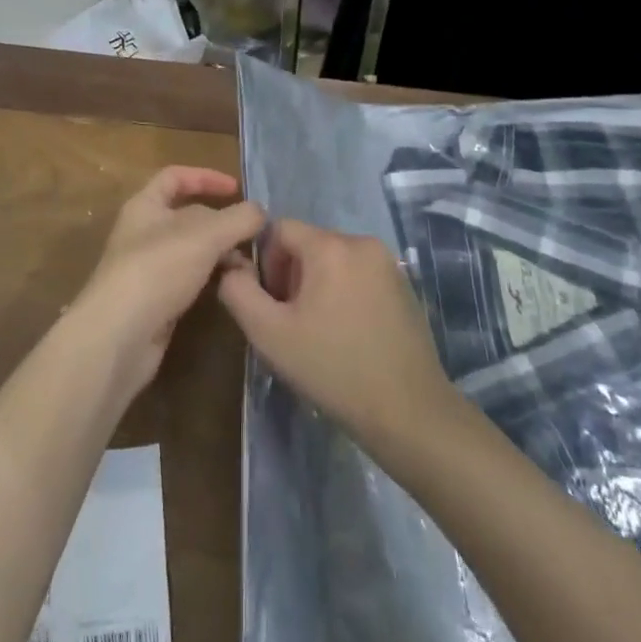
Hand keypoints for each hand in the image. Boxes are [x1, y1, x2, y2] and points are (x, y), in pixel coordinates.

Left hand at [71, 166, 262, 399]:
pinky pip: (190, 279)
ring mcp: (149, 268)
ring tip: (251, 264)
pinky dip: (212, 277)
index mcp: (145, 205)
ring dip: (221, 252)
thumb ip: (237, 218)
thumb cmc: (157, 269)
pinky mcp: (157, 301)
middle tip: (254, 233)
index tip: (237, 189)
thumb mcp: (204, 235)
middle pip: (188, 215)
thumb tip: (260, 211)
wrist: (119, 337)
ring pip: (193, 250)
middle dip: (222, 221)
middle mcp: (144, 232)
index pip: (175, 177)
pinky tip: (233, 286)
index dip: (205, 177)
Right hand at [217, 218, 456, 451]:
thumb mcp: (269, 334)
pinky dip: (345, 293)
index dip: (266, 264)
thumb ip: (239, 291)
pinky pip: (359, 274)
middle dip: (293, 276)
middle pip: (308, 243)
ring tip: (321, 332)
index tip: (274, 306)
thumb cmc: (333, 370)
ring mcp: (388, 263)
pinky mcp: (405, 285)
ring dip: (318, 285)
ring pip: (334, 259)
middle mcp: (362, 241)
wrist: (409, 412)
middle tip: (294, 323)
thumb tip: (231, 265)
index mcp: (330, 246)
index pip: (279, 229)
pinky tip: (349, 335)